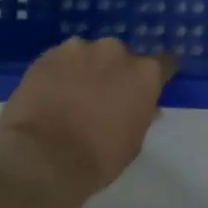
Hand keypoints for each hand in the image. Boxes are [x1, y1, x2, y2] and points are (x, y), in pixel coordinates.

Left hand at [0, 38, 176, 207]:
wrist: (42, 159)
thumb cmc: (98, 158)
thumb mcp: (133, 141)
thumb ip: (142, 114)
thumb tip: (145, 106)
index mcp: (145, 73)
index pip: (164, 63)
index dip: (157, 75)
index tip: (148, 87)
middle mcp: (116, 52)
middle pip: (122, 57)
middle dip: (116, 72)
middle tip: (103, 96)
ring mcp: (80, 49)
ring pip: (89, 55)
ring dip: (86, 69)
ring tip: (71, 95)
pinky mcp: (48, 55)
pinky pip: (61, 60)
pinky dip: (60, 72)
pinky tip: (50, 93)